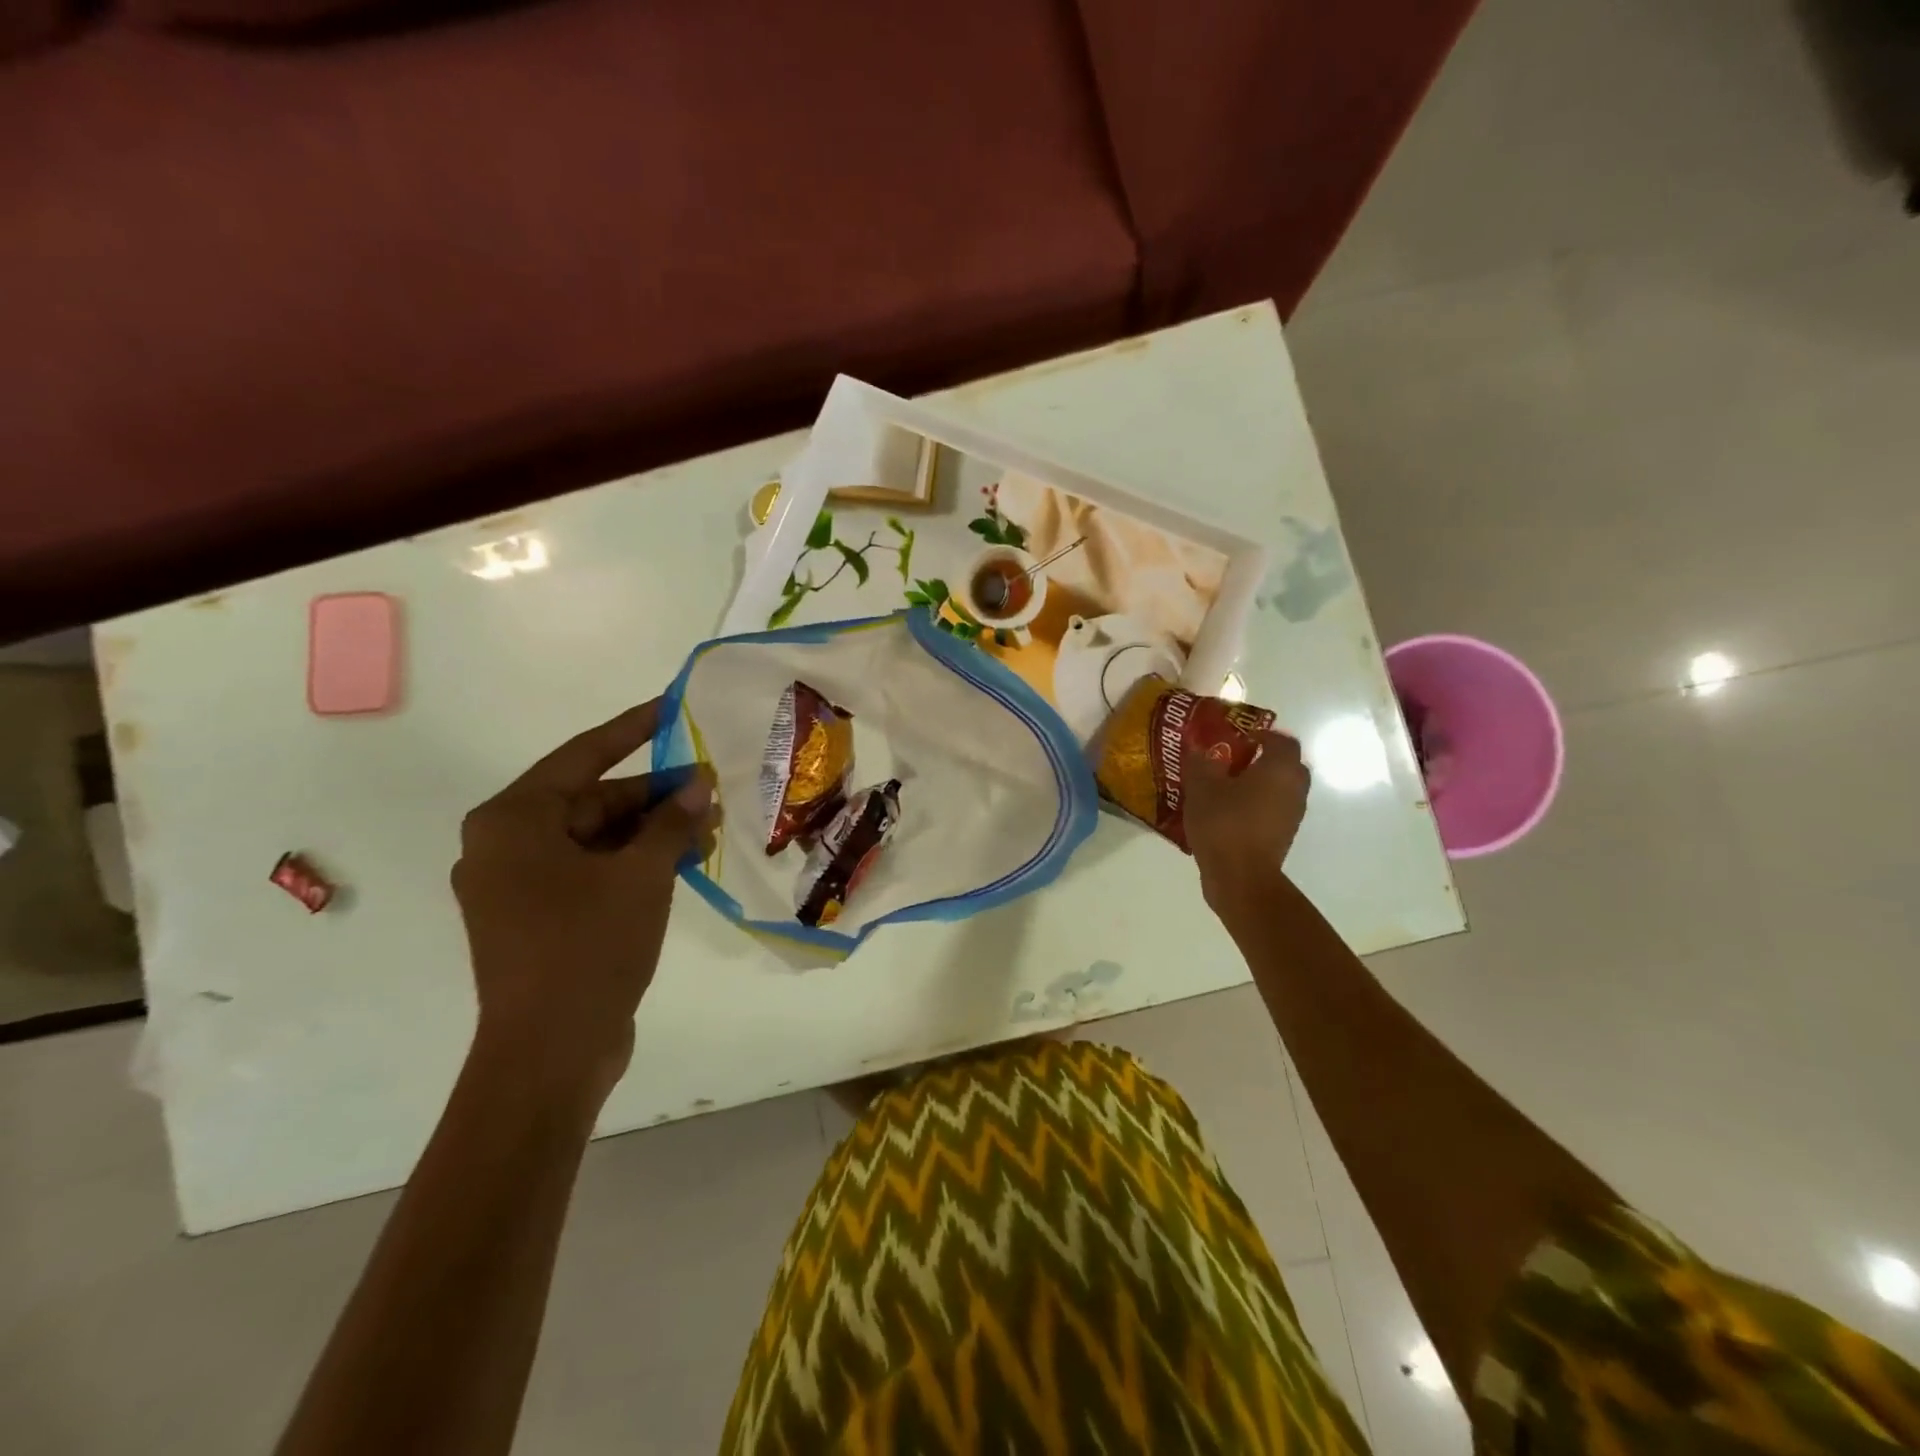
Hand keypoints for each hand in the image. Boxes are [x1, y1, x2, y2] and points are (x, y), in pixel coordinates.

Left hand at [451, 701, 717, 1102]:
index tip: (674, 705)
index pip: (584, 754)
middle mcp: (505, 844)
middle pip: (592, 799)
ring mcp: (518, 884)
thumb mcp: (641, 875)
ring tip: (709, 825)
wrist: (549, 1054)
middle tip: (712, 786)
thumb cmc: (587, 948)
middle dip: (655, 794)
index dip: (634, 727)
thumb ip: (671, 821)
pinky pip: (591, 870)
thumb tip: (698, 784)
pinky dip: (634, 861)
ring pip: (596, 837)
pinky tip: (683, 859)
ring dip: (651, 830)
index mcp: (513, 820)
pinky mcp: (537, 917)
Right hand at [1184, 729, 1310, 916]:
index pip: (1281, 739)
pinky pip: (1271, 811)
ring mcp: (1292, 815)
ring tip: (1224, 789)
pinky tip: (1227, 814)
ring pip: (1278, 789)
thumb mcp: (1201, 787)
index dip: (1260, 734)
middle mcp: (1294, 788)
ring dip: (1258, 785)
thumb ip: (1200, 762)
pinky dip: (1255, 806)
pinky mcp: (1283, 837)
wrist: (1240, 877)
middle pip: (1285, 764)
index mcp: (1280, 768)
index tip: (1236, 738)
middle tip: (1231, 761)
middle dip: (1261, 759)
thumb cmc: (1224, 823)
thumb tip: (1197, 748)